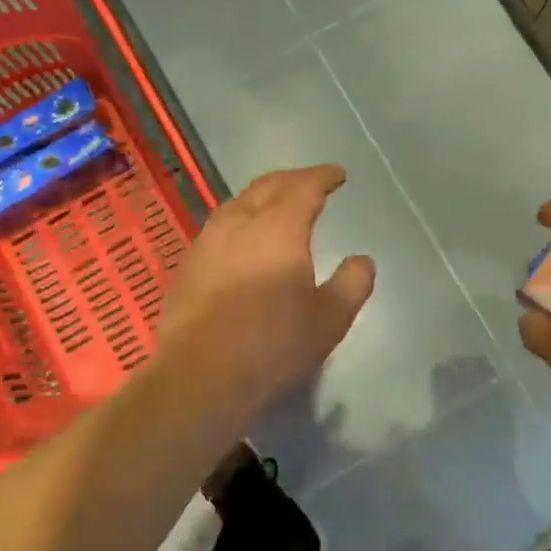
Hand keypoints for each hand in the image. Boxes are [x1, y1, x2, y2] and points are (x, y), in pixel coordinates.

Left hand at [157, 164, 374, 414]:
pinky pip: (219, 227)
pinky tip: (242, 239)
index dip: (322, 177)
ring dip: (261, 197)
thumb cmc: (272, 345)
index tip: (337, 175)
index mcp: (279, 228)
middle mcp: (240, 223)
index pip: (303, 187)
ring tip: (275, 205)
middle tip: (309, 183)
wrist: (199, 375)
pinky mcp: (189, 264)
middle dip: (291, 180)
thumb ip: (352, 284)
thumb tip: (362, 260)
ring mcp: (208, 242)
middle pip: (266, 186)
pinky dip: (239, 220)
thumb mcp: (329, 320)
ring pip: (237, 203)